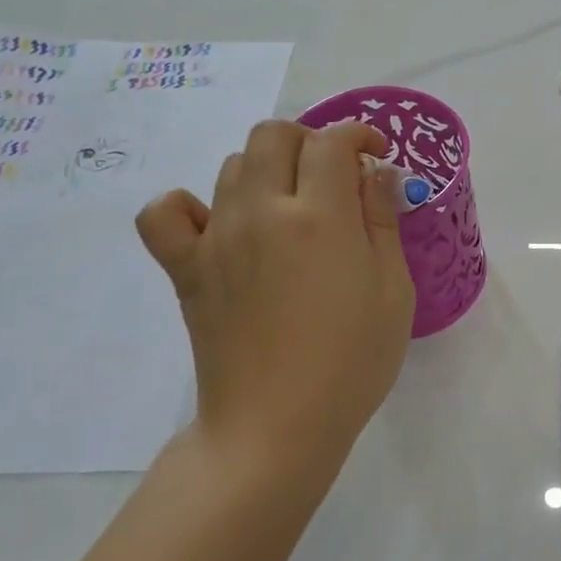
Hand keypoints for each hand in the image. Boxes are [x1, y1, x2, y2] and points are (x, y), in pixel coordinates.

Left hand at [135, 120, 414, 483]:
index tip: (376, 155)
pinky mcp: (186, 269)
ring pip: (233, 166)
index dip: (359, 136)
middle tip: (336, 177)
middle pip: (274, 136)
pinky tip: (219, 225)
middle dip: (311, 142)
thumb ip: (383, 222)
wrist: (278, 425)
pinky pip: (166, 213)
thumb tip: (377, 173)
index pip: (332, 142)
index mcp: (320, 217)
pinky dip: (189, 206)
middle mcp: (262, 212)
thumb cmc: (352, 361)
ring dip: (268, 169)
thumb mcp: (393, 290)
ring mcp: (216, 238)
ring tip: (292, 207)